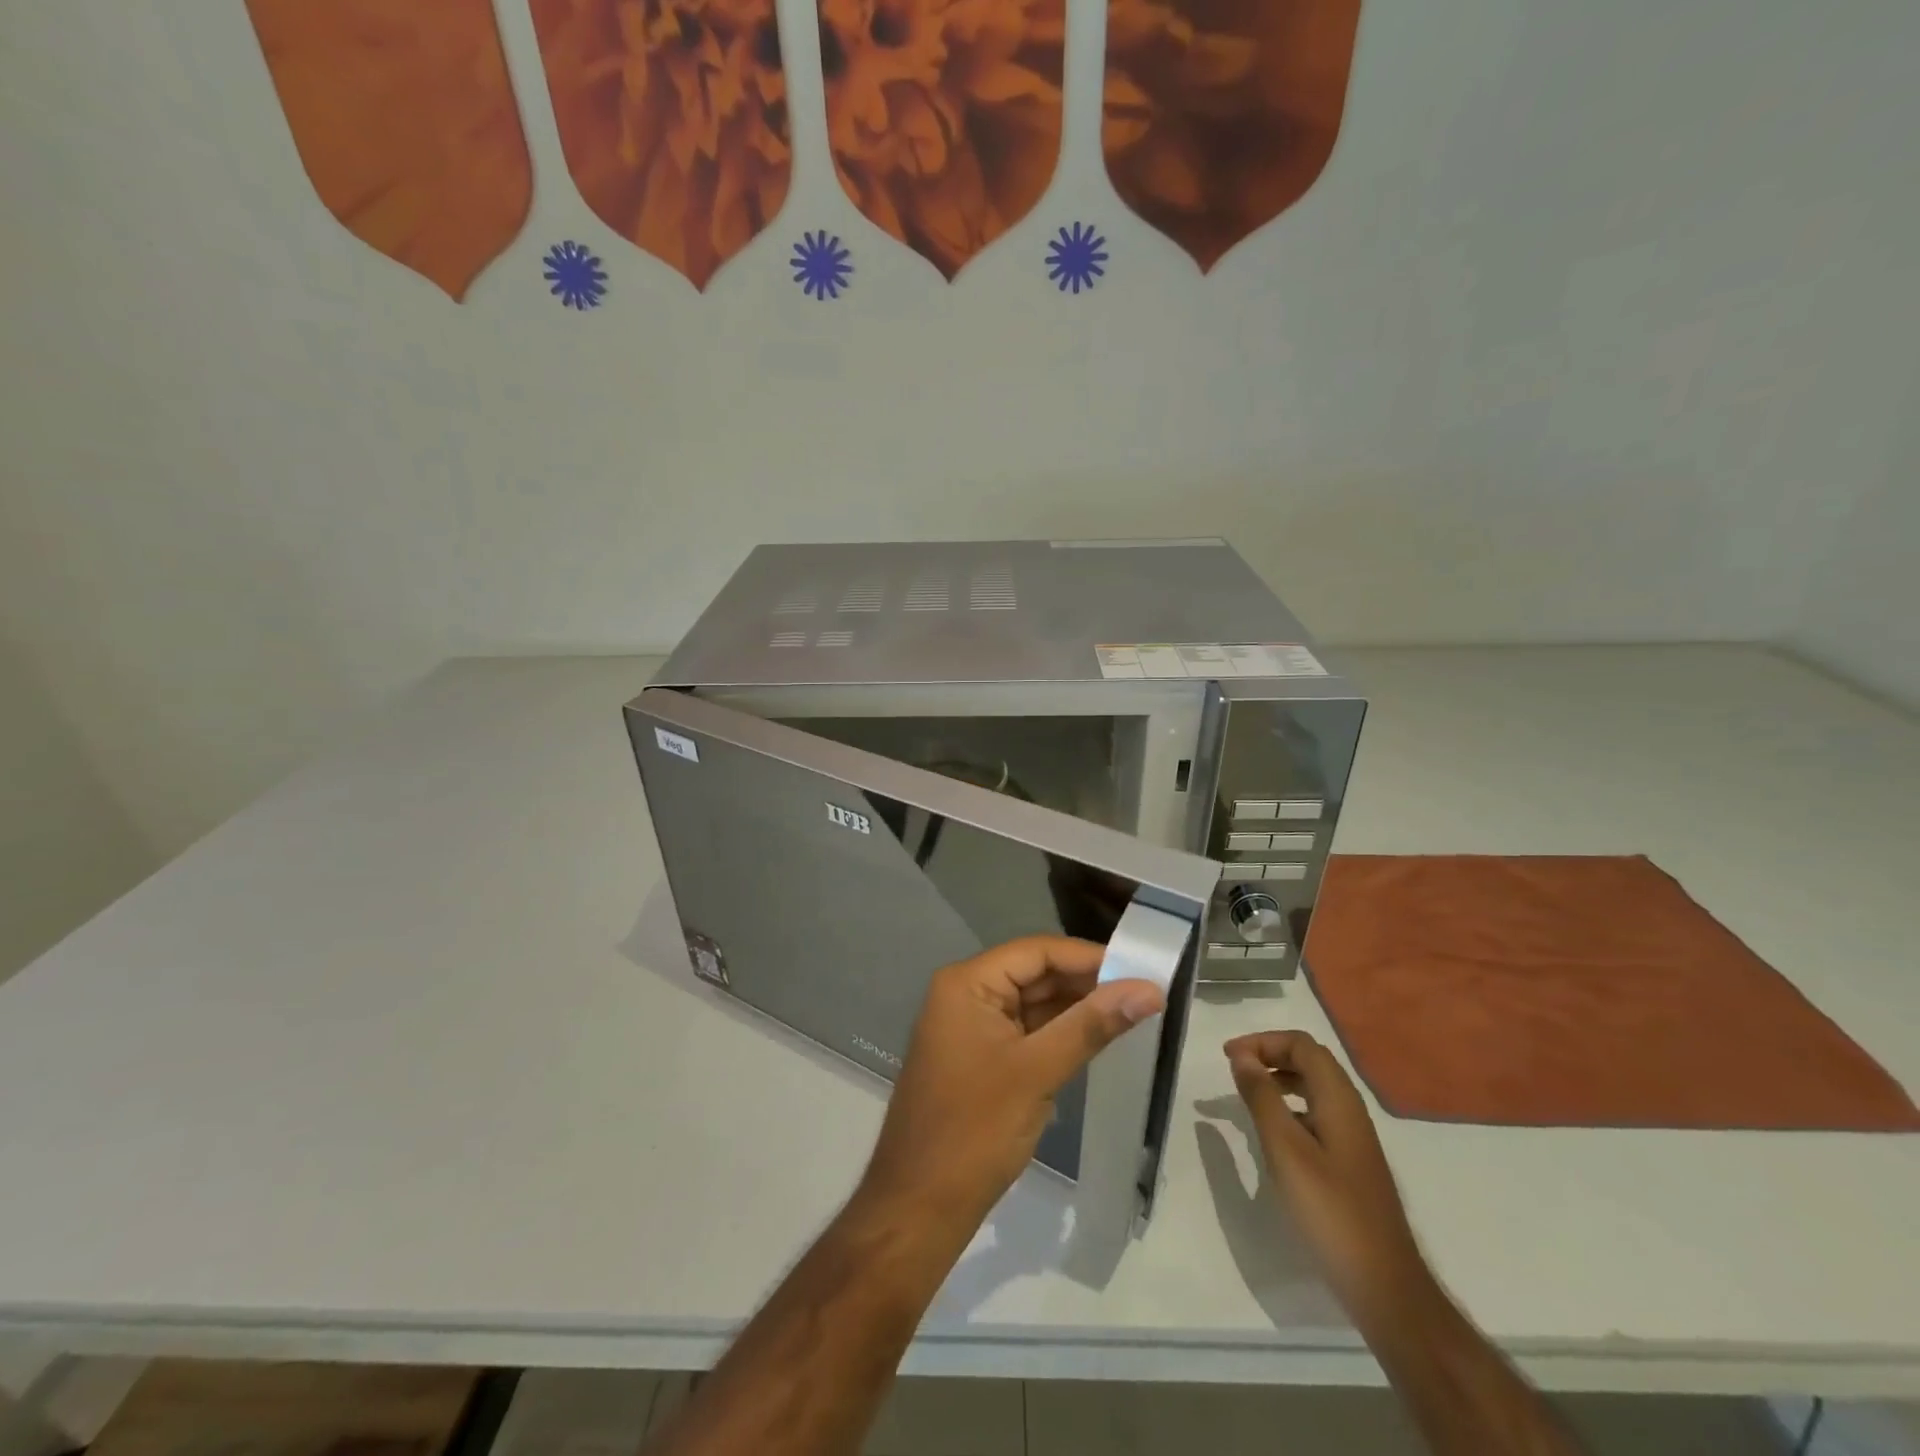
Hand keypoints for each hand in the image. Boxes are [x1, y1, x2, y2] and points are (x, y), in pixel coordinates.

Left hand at [859, 936, 1166, 1234]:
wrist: (920, 1207)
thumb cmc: (974, 1130)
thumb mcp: (1038, 1072)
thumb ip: (1092, 1025)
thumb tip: (1149, 989)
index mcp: (968, 983)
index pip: (1036, 951)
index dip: (1088, 957)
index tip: (1140, 968)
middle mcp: (967, 994)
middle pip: (1035, 974)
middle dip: (1086, 983)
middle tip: (1144, 992)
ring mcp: (972, 1028)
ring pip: (1034, 1004)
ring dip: (1077, 1008)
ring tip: (1132, 1012)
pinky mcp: (981, 1059)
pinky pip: (1027, 1032)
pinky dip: (1060, 1034)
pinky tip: (1097, 1038)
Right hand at [1225, 1031, 1434, 1332]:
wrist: (1384, 1286)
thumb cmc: (1330, 1212)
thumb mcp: (1285, 1149)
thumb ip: (1262, 1097)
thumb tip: (1241, 1055)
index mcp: (1338, 1099)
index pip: (1300, 1045)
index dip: (1262, 1041)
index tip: (1227, 1057)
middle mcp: (1350, 1109)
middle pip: (1309, 1060)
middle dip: (1270, 1054)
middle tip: (1234, 1069)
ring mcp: (1353, 1137)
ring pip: (1314, 1087)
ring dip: (1279, 1079)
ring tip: (1246, 1094)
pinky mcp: (1350, 1162)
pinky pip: (1316, 1113)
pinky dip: (1289, 1106)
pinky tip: (1272, 1133)